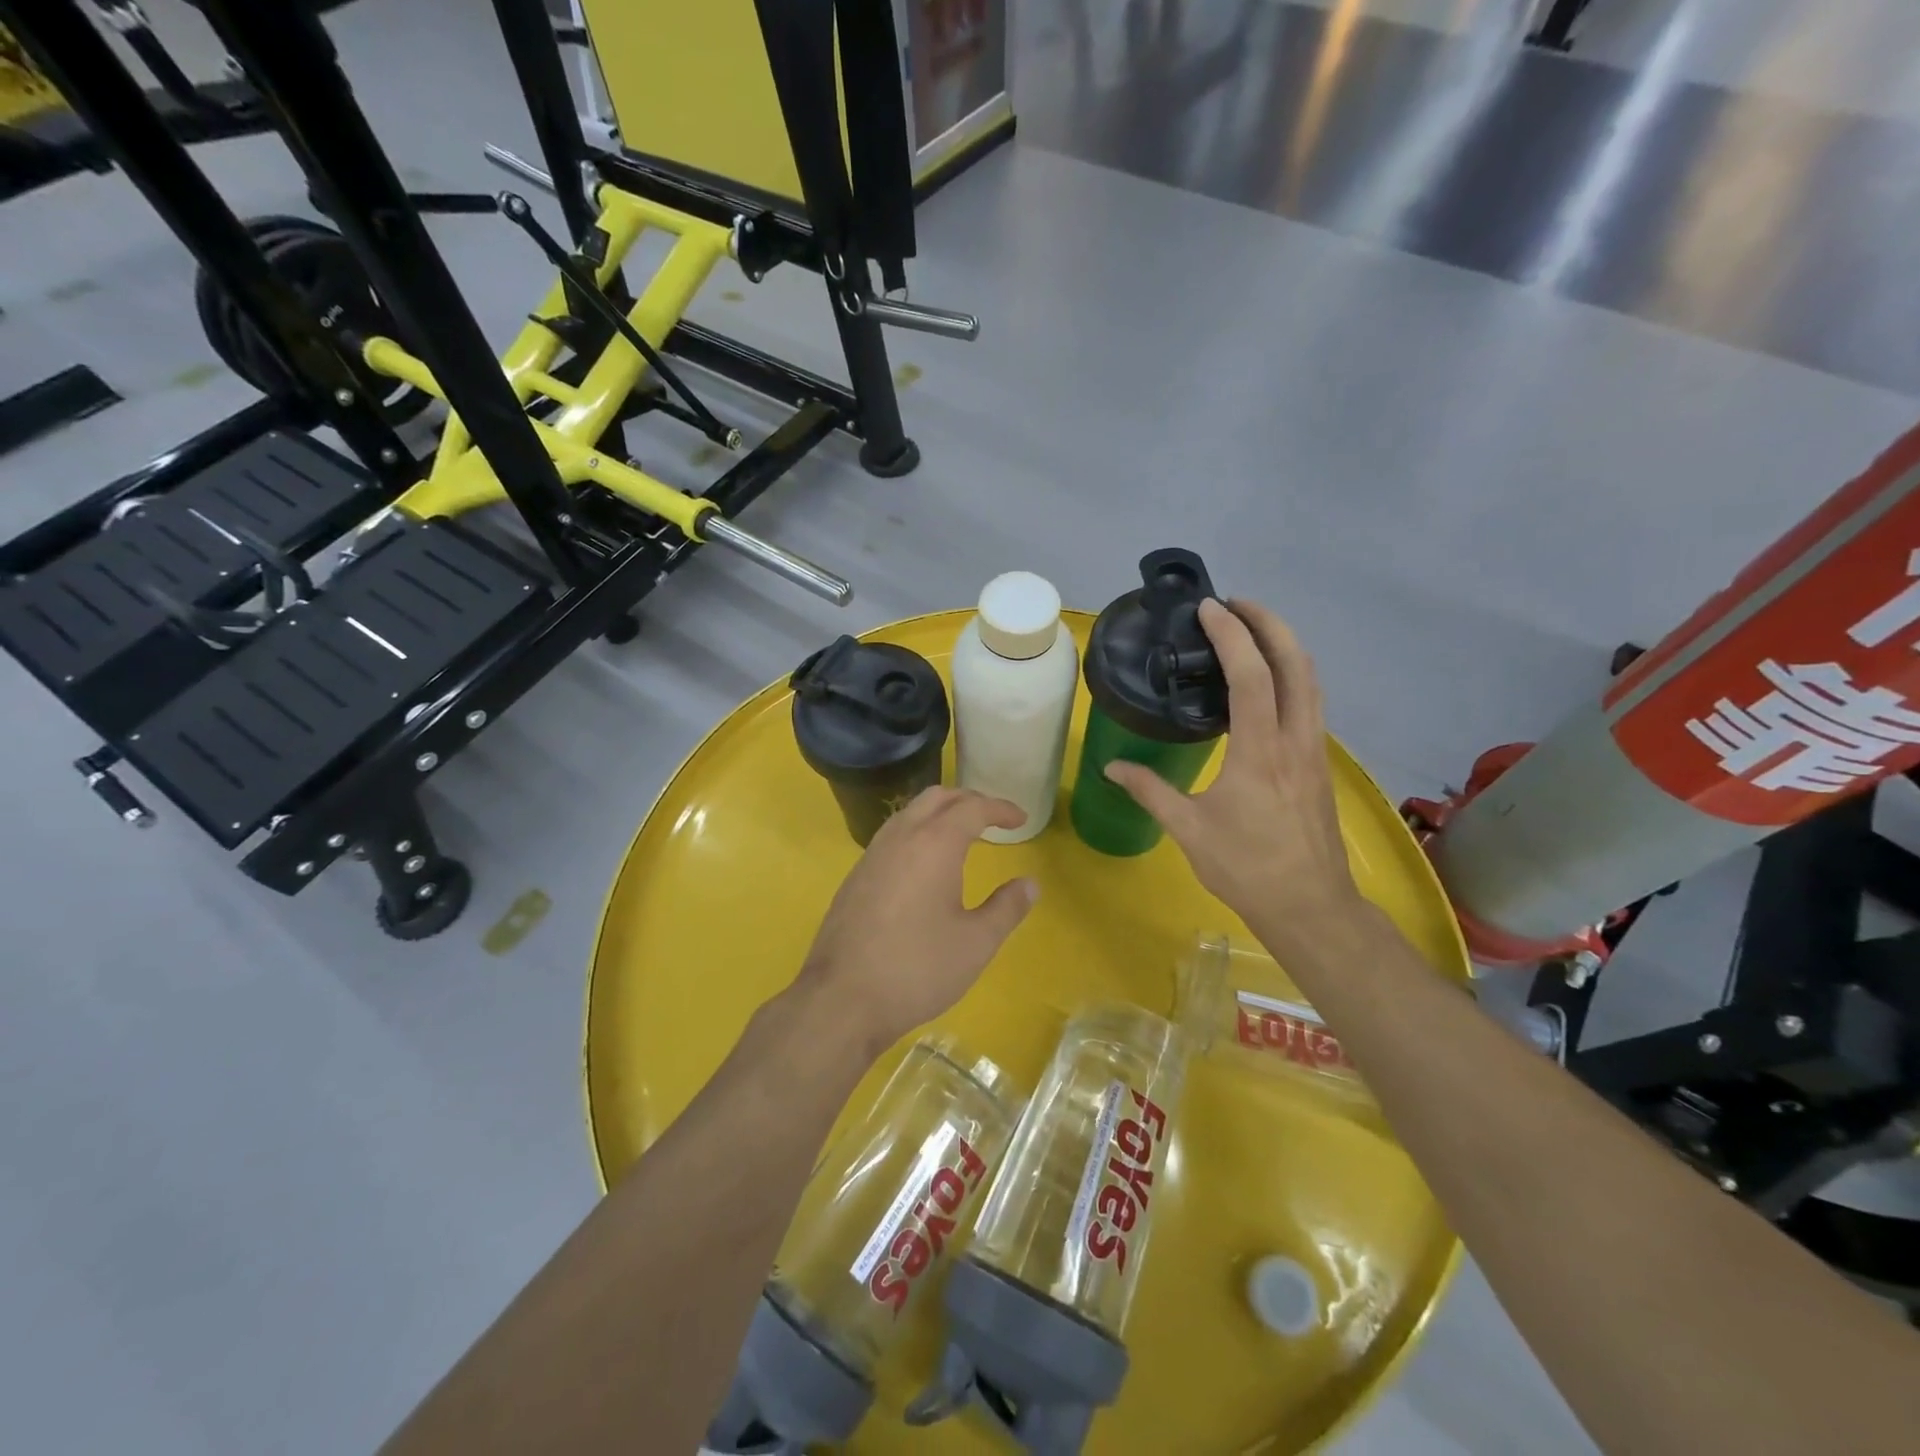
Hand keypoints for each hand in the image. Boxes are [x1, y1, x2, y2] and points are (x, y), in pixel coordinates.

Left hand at [797, 787, 1038, 1053]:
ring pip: (910, 813)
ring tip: (962, 834)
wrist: (842, 999)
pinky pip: (892, 835)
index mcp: (934, 844)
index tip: (1020, 819)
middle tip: (993, 819)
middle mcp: (901, 837)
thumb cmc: (917, 968)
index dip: (1000, 809)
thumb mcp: (976, 943)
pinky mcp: (855, 876)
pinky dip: (917, 832)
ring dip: (939, 813)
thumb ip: (1007, 908)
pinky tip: (925, 864)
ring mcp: (872, 855)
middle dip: (968, 800)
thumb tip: (1029, 884)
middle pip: (937, 798)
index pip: (972, 808)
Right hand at [1105, 599, 1364, 956]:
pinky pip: (1311, 702)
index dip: (1232, 636)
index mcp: (1260, 752)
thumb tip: (1111, 766)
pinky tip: (1269, 683)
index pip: (1251, 677)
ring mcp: (1314, 751)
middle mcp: (1295, 740)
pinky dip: (1292, 674)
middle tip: (1236, 604)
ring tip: (1252, 630)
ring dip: (1285, 645)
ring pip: (1311, 681)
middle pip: (1296, 664)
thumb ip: (1150, 791)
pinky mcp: (1320, 764)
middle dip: (1270, 624)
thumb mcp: (1189, 830)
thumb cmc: (1246, 868)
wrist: (1310, 905)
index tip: (1210, 608)